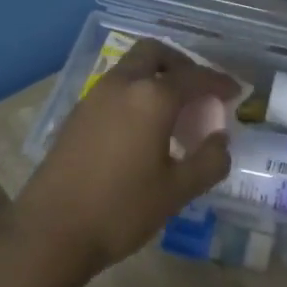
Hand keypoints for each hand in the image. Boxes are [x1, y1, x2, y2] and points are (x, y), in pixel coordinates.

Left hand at [13, 38, 237, 281]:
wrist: (51, 232)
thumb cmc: (121, 210)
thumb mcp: (178, 191)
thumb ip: (209, 160)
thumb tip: (220, 139)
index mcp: (151, 98)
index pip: (194, 77)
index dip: (219, 82)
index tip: (235, 91)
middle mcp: (121, 85)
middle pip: (154, 53)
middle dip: (181, 65)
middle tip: (199, 91)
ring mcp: (93, 98)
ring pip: (130, 69)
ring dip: (155, 78)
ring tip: (174, 113)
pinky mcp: (76, 116)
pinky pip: (114, 90)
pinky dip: (135, 95)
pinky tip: (143, 130)